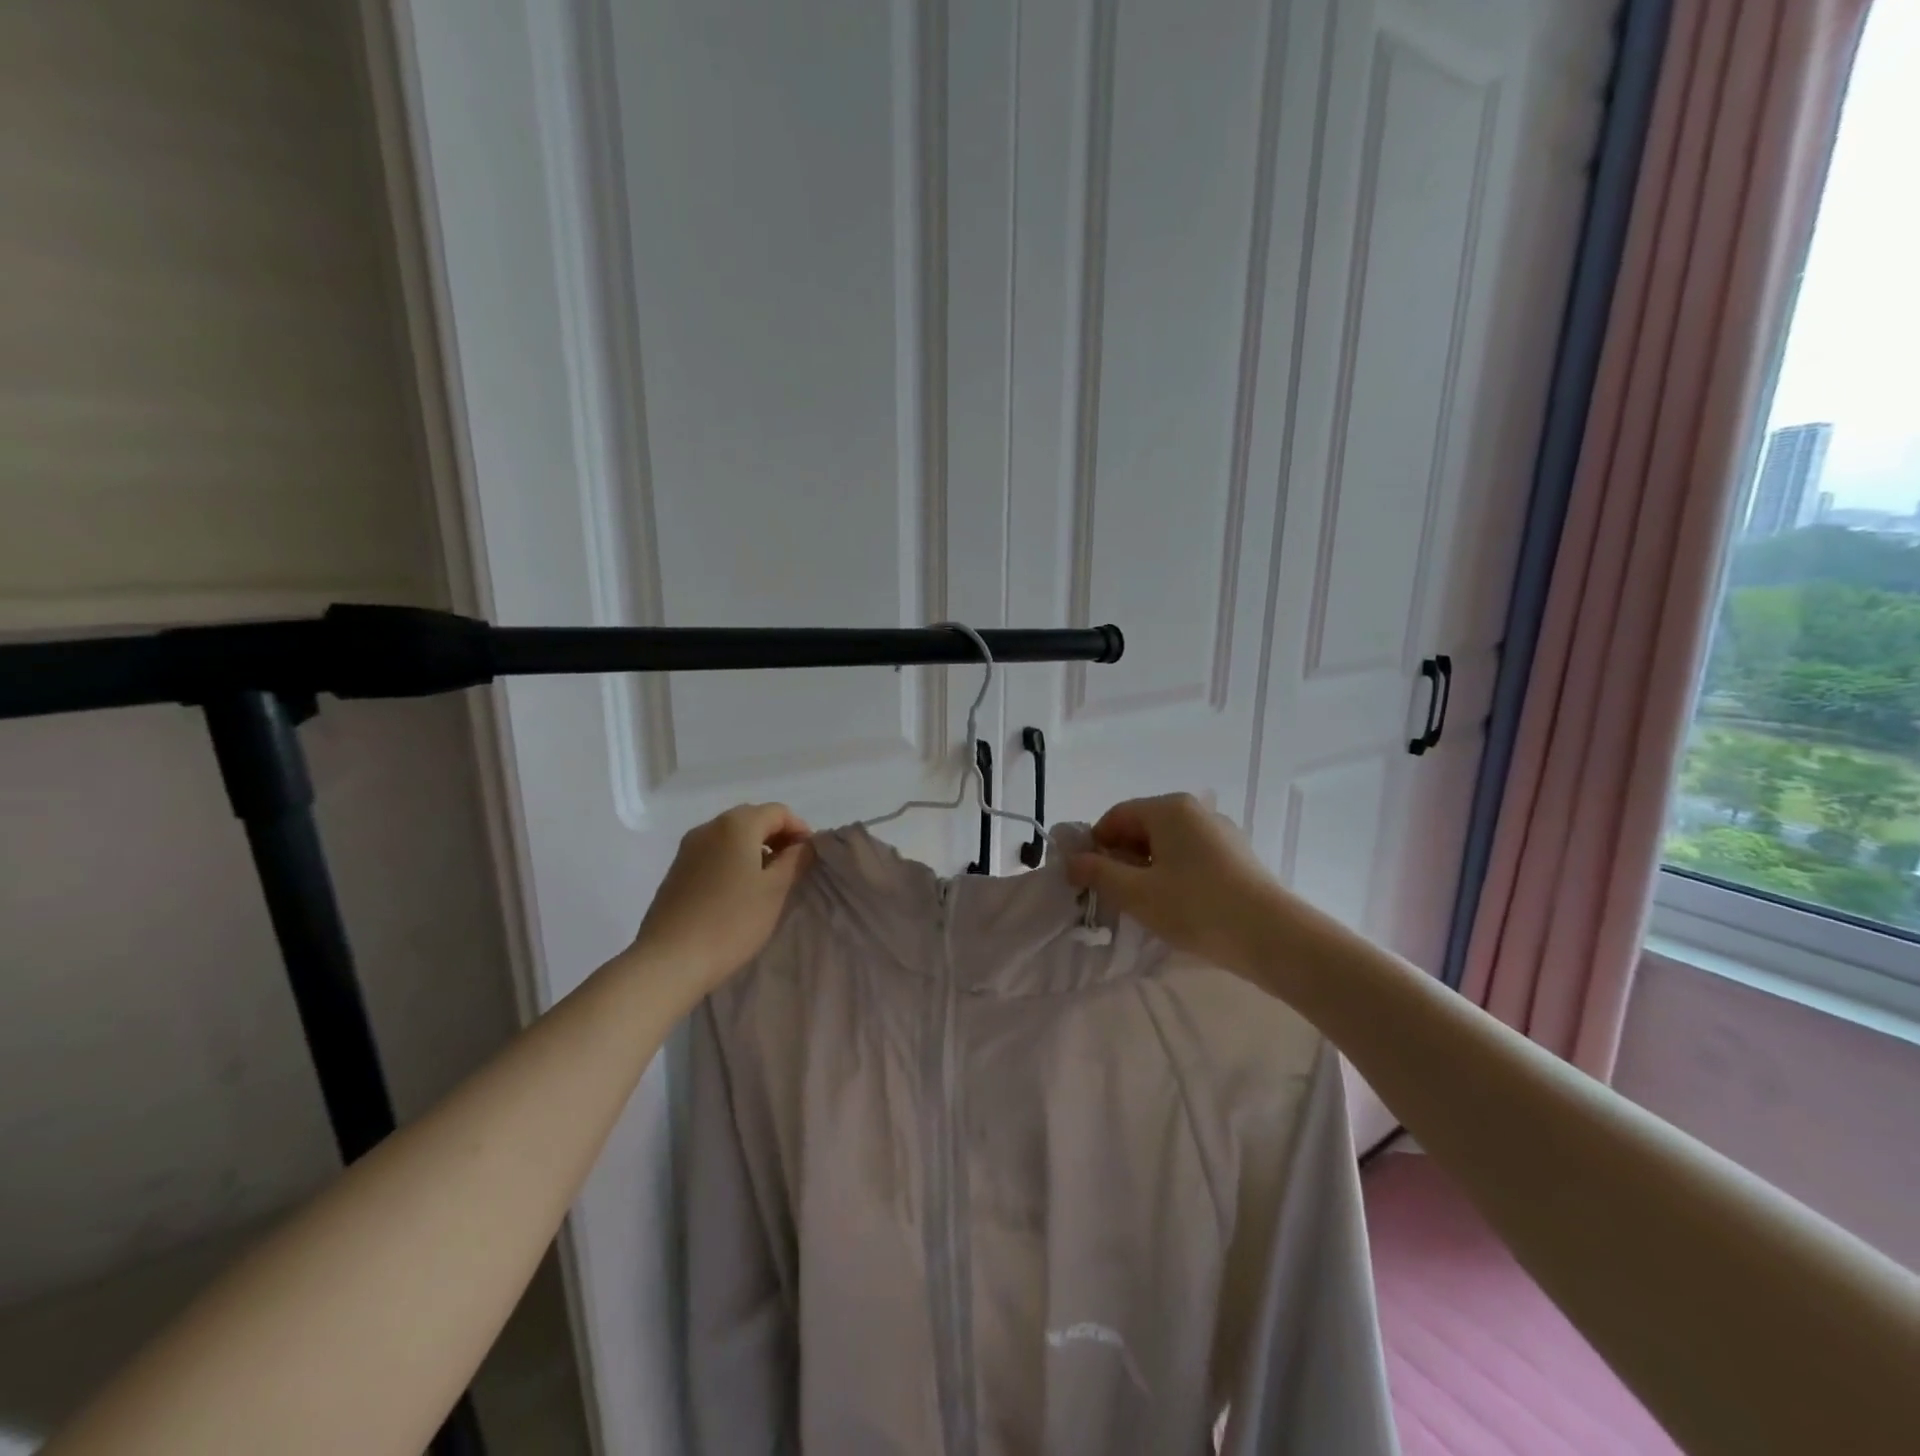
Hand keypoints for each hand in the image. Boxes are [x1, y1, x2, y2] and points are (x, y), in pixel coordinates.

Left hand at [631, 803, 812, 993]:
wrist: (669, 960)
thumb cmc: (731, 921)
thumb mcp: (775, 890)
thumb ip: (795, 860)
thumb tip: (804, 844)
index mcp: (736, 825)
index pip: (778, 812)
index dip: (800, 829)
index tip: (811, 857)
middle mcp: (709, 827)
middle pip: (753, 819)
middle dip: (777, 837)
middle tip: (793, 867)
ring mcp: (688, 848)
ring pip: (731, 836)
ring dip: (755, 849)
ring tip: (768, 881)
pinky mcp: (676, 870)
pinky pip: (714, 853)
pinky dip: (733, 860)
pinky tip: (738, 891)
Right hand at [1066, 793, 1278, 968]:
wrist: (1272, 936)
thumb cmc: (1196, 907)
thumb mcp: (1136, 893)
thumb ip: (1098, 873)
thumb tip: (1072, 861)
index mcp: (1169, 808)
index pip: (1116, 816)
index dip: (1095, 845)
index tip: (1087, 878)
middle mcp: (1196, 810)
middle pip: (1143, 827)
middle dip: (1121, 857)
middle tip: (1113, 895)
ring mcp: (1221, 832)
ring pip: (1168, 844)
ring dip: (1147, 868)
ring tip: (1144, 904)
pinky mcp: (1237, 856)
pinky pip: (1192, 856)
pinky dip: (1174, 873)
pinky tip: (1177, 905)